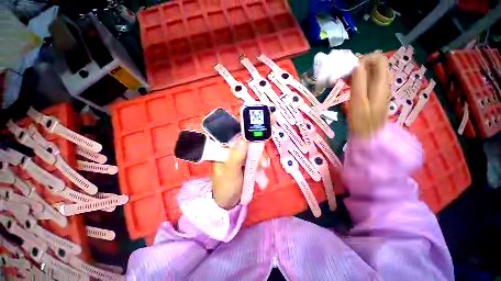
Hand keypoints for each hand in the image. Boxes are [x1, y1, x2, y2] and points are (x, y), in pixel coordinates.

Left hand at [212, 137, 269, 208]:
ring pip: (253, 150)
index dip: (249, 131)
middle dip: (257, 151)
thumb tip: (244, 139)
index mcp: (222, 148)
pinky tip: (262, 174)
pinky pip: (255, 159)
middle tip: (263, 164)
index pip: (236, 133)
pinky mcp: (245, 163)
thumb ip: (236, 156)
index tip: (261, 135)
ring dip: (260, 160)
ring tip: (263, 171)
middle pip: (248, 141)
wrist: (227, 203)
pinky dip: (260, 165)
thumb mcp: (231, 173)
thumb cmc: (225, 188)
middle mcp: (230, 149)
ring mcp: (238, 156)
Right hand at [348, 53, 391, 138]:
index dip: (368, 58)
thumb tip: (358, 63)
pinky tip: (352, 86)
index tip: (355, 66)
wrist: (370, 142)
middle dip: (363, 64)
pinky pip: (372, 80)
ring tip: (349, 79)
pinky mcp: (378, 96)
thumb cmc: (362, 124)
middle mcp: (384, 85)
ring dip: (361, 71)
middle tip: (350, 73)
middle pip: (378, 64)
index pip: (381, 60)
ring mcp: (382, 91)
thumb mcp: (358, 101)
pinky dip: (362, 79)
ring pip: (374, 72)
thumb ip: (359, 80)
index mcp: (381, 85)